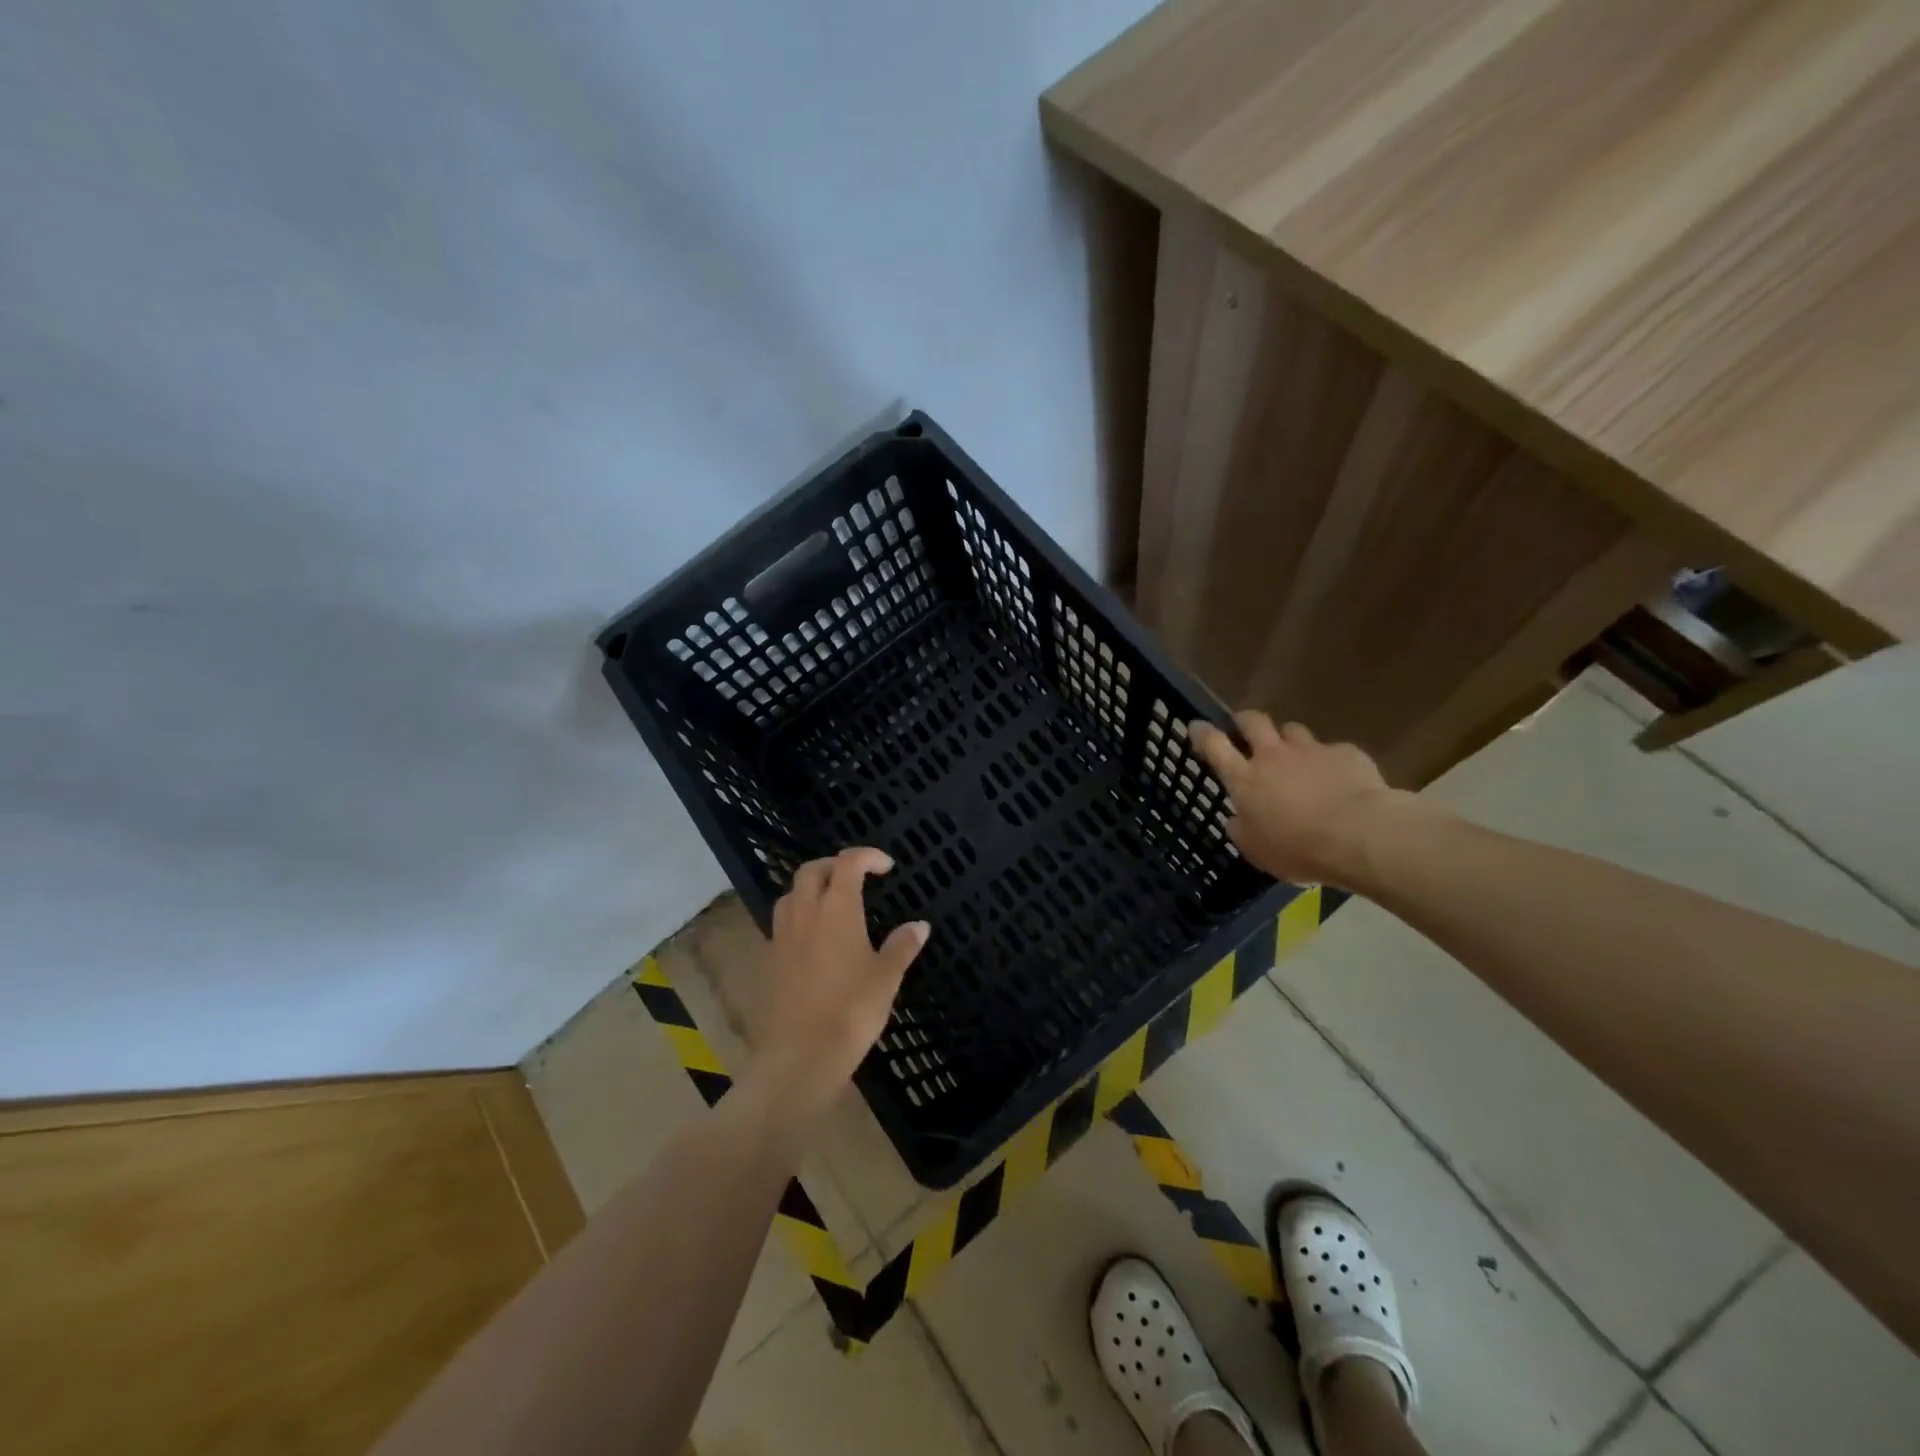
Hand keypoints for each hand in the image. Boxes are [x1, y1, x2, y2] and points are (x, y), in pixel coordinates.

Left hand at [742, 847, 928, 1127]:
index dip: (867, 856)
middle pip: (811, 870)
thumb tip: (919, 925)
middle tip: (857, 878)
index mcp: (836, 909)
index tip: (886, 867)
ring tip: (832, 904)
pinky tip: (815, 940)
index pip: (848, 863)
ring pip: (791, 894)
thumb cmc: (851, 1011)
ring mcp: (782, 936)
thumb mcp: (886, 978)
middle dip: (834, 865)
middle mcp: (805, 913)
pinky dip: (799, 917)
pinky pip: (782, 923)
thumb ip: (902, 946)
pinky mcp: (769, 960)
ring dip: (811, 888)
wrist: (799, 1056)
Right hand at [1188, 712, 1423, 887]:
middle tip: (1245, 729)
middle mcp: (1273, 756)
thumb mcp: (1256, 849)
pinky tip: (1339, 779)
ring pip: (1292, 729)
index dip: (1203, 733)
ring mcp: (1311, 750)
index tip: (1196, 726)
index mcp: (1245, 779)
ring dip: (1288, 740)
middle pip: (1253, 721)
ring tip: (1295, 756)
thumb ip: (1241, 829)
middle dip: (1245, 721)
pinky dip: (1330, 761)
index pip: (1214, 745)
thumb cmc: (1297, 847)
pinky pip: (1333, 750)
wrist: (1360, 835)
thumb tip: (1237, 819)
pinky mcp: (1346, 753)